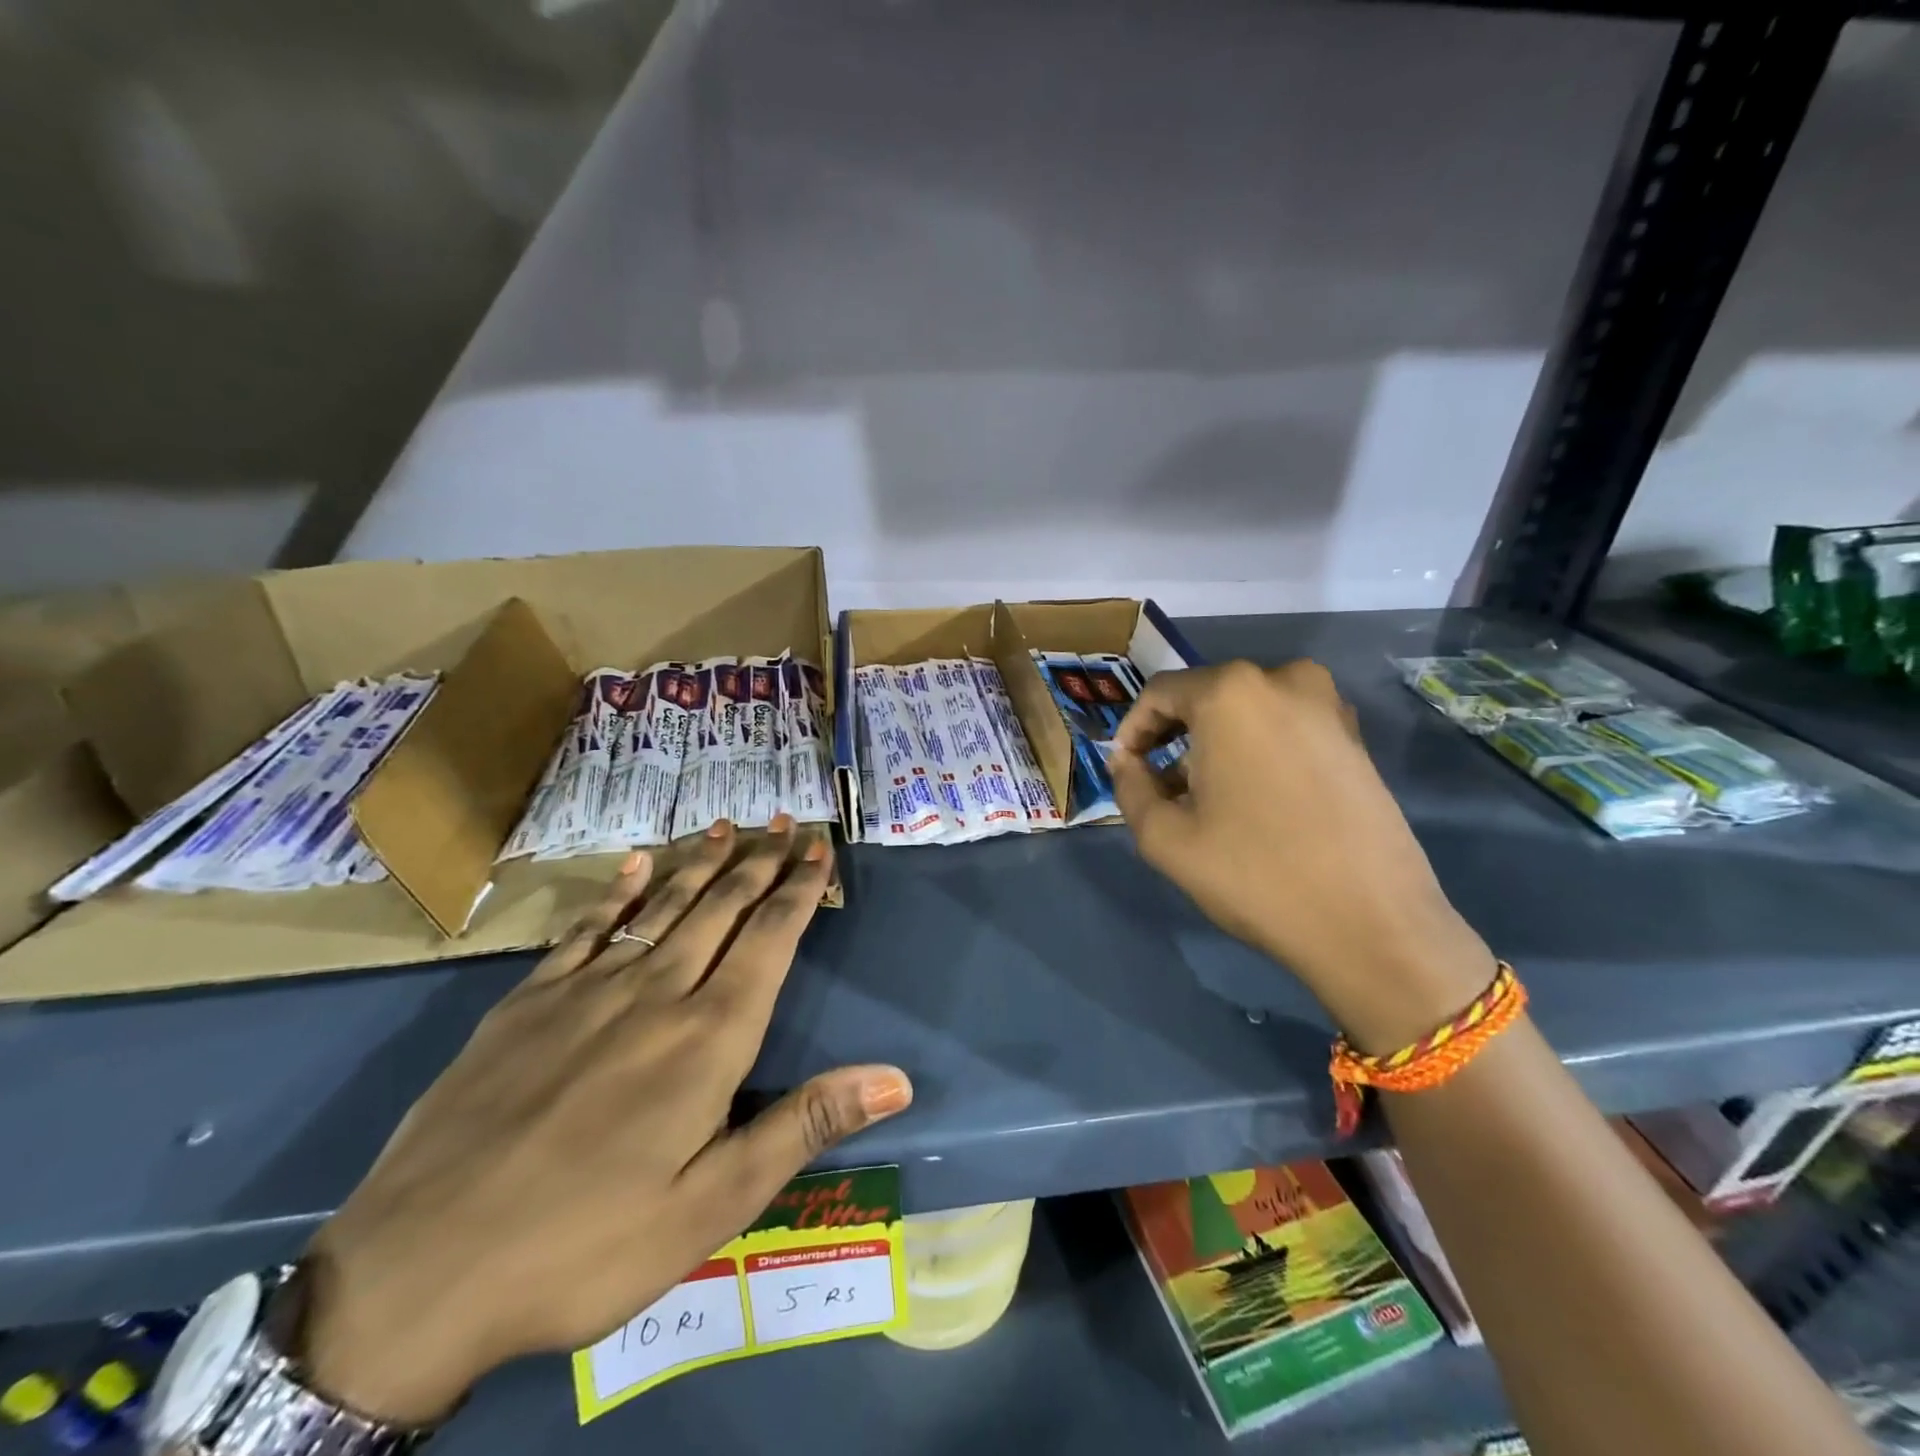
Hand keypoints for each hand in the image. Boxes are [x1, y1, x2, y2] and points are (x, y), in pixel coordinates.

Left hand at [297, 818, 911, 1425]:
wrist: (414, 1274)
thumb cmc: (587, 1245)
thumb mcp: (713, 1206)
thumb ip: (804, 1126)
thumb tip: (897, 1077)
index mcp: (708, 1036)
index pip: (769, 939)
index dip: (799, 889)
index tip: (819, 848)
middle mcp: (656, 992)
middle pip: (721, 908)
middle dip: (760, 861)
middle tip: (784, 822)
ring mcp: (587, 990)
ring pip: (663, 907)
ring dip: (702, 864)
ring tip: (727, 828)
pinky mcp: (527, 1003)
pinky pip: (585, 929)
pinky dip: (618, 892)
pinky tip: (635, 865)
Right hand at [1109, 661, 1494, 1051]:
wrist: (1371, 924)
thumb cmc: (1254, 873)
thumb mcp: (1164, 837)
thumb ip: (1129, 787)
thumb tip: (1127, 763)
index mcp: (1231, 692)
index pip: (1159, 692)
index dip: (1133, 730)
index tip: (1125, 769)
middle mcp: (1283, 679)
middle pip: (1205, 697)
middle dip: (1174, 738)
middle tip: (1160, 788)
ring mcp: (1328, 705)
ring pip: (1246, 712)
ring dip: (1215, 745)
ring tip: (1205, 798)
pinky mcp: (1355, 737)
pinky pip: (1285, 727)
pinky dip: (1256, 750)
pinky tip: (1252, 800)